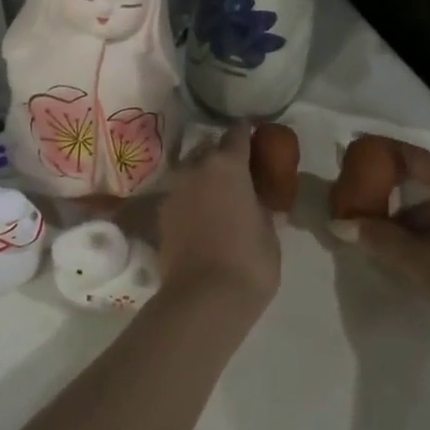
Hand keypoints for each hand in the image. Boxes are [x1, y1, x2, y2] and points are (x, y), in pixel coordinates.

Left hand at [154, 123, 280, 312]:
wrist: (203, 297)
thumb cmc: (249, 261)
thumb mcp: (269, 232)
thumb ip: (262, 207)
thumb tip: (258, 202)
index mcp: (227, 165)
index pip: (237, 135)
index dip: (247, 132)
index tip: (254, 133)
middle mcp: (195, 168)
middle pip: (210, 149)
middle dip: (223, 155)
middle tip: (239, 170)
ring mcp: (174, 189)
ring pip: (190, 171)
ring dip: (204, 176)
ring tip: (218, 194)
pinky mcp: (161, 213)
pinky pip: (180, 195)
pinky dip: (191, 198)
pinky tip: (201, 215)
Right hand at [350, 140, 429, 349]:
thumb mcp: (416, 261)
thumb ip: (377, 238)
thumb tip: (340, 224)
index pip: (415, 156)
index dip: (385, 150)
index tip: (359, 149)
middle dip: (413, 167)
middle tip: (386, 180)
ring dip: (424, 196)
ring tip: (396, 219)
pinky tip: (421, 239)